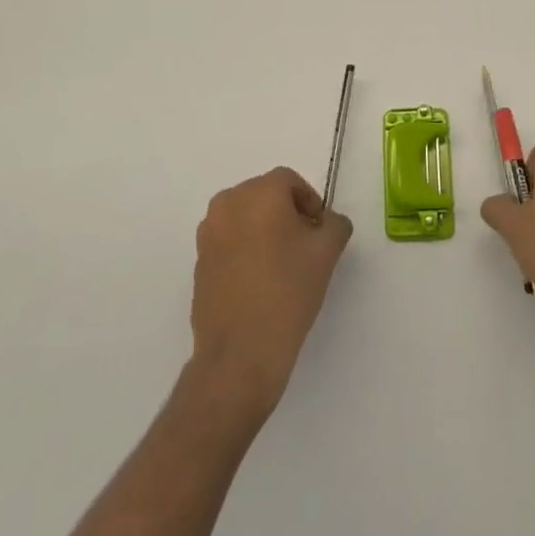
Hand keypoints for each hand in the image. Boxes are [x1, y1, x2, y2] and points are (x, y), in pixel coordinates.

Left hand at [189, 167, 351, 422]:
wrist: (240, 354)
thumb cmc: (288, 292)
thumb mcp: (327, 252)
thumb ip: (335, 224)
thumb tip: (328, 222)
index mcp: (259, 193)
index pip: (289, 181)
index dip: (310, 201)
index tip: (320, 231)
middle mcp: (228, 203)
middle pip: (264, 196)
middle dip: (287, 214)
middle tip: (305, 246)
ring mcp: (208, 233)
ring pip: (245, 218)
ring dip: (264, 231)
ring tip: (282, 265)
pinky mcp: (199, 261)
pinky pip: (229, 242)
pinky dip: (245, 250)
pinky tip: (260, 282)